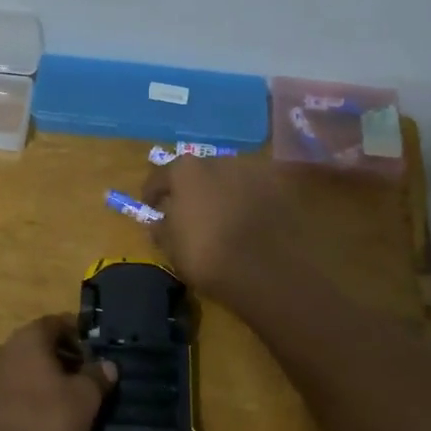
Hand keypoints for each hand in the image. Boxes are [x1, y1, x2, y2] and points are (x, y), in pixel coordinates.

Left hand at [0, 315, 116, 430]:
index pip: (58, 322)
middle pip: (41, 346)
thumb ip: (97, 378)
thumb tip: (108, 364)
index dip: (80, 334)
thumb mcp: (83, 401)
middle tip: (87, 381)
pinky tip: (42, 421)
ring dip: (47, 382)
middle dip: (65, 360)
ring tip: (68, 404)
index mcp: (30, 338)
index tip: (97, 352)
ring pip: (26, 370)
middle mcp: (6, 348)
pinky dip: (29, 399)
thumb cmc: (41, 421)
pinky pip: (12, 391)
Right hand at [140, 156, 306, 302]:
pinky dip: (249, 201)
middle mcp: (217, 161)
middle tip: (188, 210)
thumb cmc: (207, 255)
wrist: (268, 269)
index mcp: (185, 171)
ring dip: (222, 192)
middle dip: (192, 189)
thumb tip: (157, 222)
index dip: (152, 193)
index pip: (159, 177)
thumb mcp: (172, 249)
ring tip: (221, 216)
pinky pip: (255, 191)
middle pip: (197, 172)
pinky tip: (248, 219)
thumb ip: (161, 230)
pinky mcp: (280, 186)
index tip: (150, 206)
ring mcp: (252, 170)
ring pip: (228, 179)